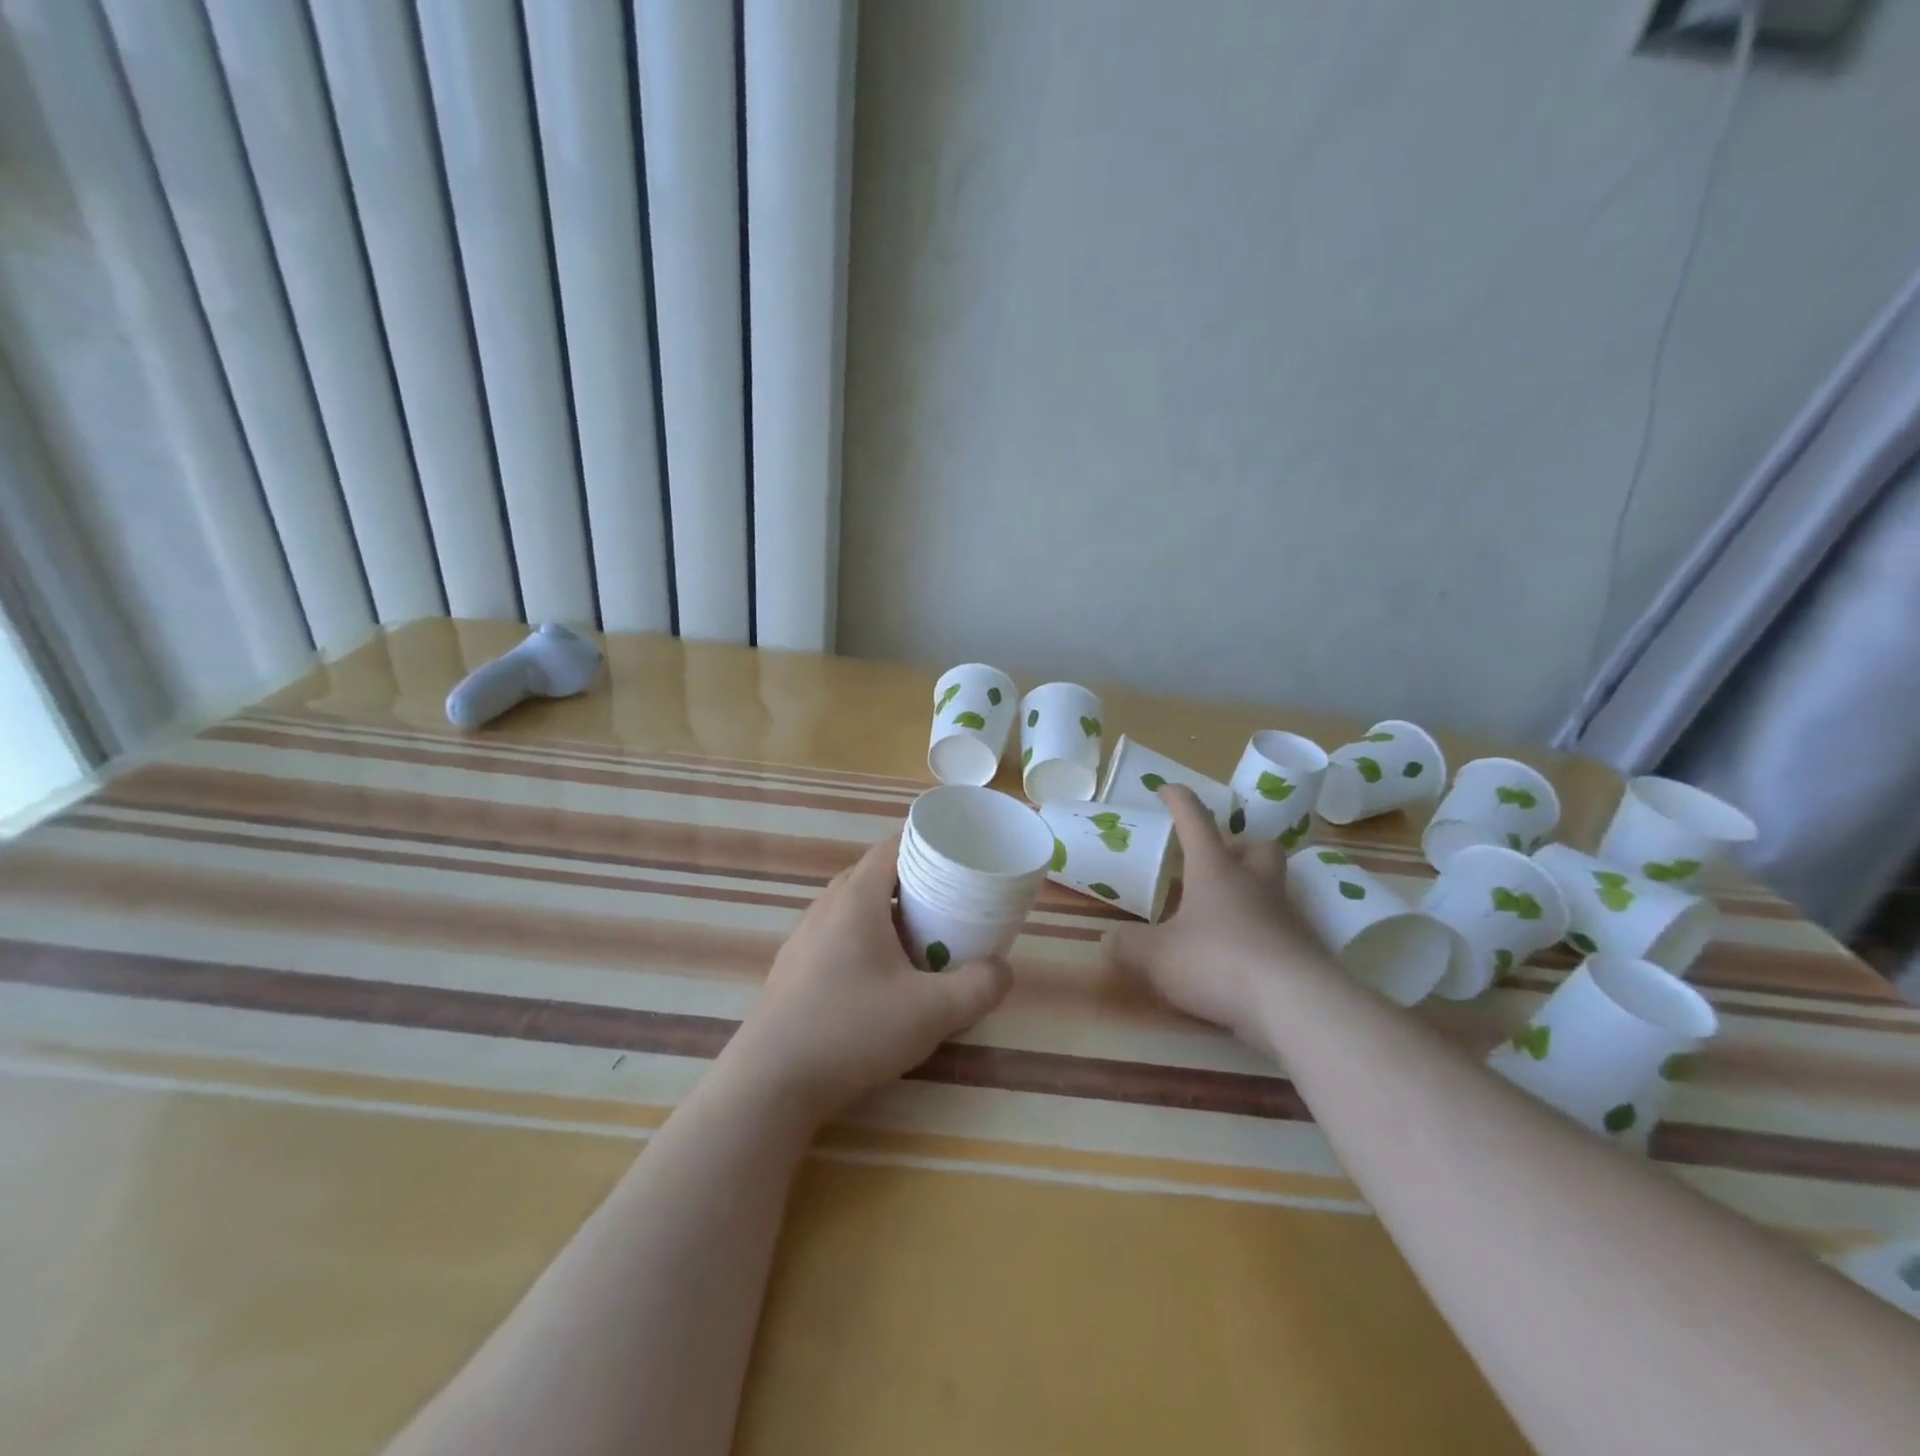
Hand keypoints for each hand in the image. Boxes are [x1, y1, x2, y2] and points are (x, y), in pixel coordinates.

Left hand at [725, 830, 1011, 1122]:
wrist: (771, 1082)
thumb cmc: (853, 1030)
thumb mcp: (932, 1012)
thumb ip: (979, 987)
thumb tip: (1003, 970)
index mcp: (857, 898)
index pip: (893, 845)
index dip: (927, 843)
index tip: (958, 858)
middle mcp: (826, 906)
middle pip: (875, 873)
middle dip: (914, 880)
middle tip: (948, 902)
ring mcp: (804, 936)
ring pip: (853, 905)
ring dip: (887, 912)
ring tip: (919, 938)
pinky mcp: (793, 967)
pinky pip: (836, 933)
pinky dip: (864, 937)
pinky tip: (879, 976)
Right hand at [1105, 786, 1337, 1052]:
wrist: (1296, 1005)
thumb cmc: (1218, 962)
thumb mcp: (1156, 957)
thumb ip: (1128, 945)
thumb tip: (1108, 940)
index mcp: (1215, 870)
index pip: (1195, 820)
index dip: (1179, 800)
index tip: (1166, 789)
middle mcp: (1254, 883)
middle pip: (1257, 846)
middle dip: (1238, 844)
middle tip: (1216, 859)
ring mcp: (1286, 916)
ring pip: (1274, 885)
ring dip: (1252, 888)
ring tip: (1224, 912)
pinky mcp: (1304, 950)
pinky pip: (1282, 928)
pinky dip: (1262, 932)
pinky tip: (1244, 956)